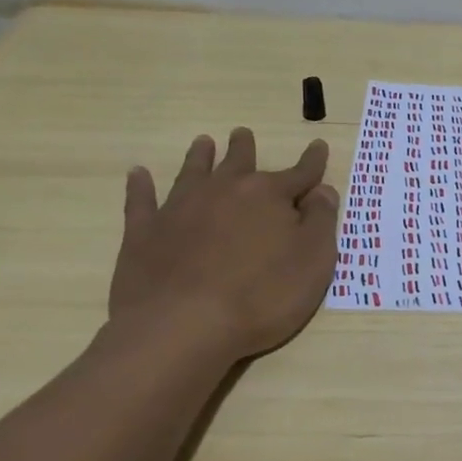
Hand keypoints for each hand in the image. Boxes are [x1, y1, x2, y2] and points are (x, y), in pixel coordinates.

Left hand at [108, 127, 339, 361]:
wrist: (183, 327)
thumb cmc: (262, 297)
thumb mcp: (314, 261)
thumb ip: (322, 221)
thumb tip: (323, 191)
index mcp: (269, 196)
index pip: (300, 173)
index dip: (312, 162)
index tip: (318, 146)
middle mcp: (225, 191)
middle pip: (239, 162)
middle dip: (245, 148)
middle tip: (243, 133)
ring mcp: (180, 208)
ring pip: (193, 172)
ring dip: (199, 156)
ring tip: (203, 142)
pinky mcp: (144, 232)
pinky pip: (142, 201)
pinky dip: (140, 186)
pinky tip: (138, 174)